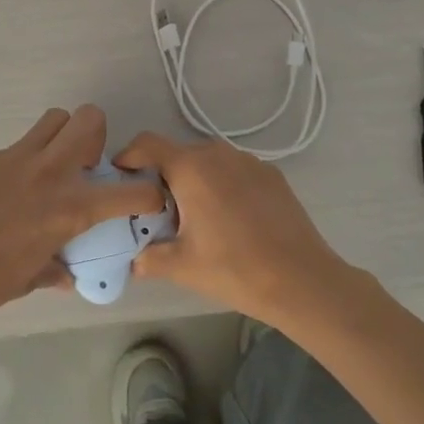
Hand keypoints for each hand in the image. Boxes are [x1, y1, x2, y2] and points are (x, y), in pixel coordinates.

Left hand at [0, 106, 165, 328]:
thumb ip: (54, 270)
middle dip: (97, 135)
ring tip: (47, 168)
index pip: (131, 192)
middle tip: (84, 165)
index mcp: (69, 208)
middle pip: (89, 119)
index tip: (148, 200)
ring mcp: (13, 158)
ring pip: (52, 120)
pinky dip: (16, 165)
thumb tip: (66, 273)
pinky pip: (12, 149)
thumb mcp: (28, 281)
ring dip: (60, 137)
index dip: (150, 194)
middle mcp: (49, 172)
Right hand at [113, 133, 355, 330]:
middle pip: (178, 153)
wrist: (302, 280)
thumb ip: (148, 257)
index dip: (129, 157)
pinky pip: (234, 170)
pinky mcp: (271, 174)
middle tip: (158, 211)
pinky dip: (223, 185)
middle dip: (162, 176)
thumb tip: (132, 260)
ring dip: (194, 180)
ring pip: (208, 161)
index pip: (147, 143)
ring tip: (196, 217)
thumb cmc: (234, 268)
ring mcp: (249, 161)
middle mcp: (218, 153)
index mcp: (191, 167)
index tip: (122, 181)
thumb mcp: (181, 266)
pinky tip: (231, 219)